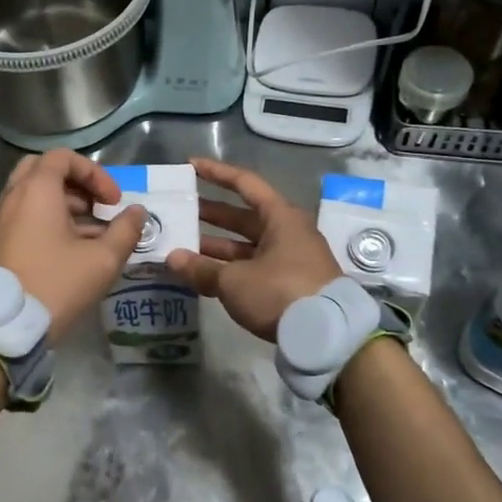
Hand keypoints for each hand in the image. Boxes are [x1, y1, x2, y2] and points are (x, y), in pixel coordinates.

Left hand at [0, 150, 145, 343]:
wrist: (3, 325)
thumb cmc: (55, 284)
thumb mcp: (101, 260)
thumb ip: (125, 231)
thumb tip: (137, 212)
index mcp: (36, 190)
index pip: (63, 157)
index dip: (95, 173)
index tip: (113, 201)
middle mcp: (13, 196)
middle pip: (44, 170)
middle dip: (76, 184)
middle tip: (96, 206)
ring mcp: (1, 219)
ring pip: (33, 195)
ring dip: (64, 205)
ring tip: (91, 234)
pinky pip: (24, 216)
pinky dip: (48, 221)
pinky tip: (71, 251)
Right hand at [166, 157, 340, 341]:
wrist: (328, 335)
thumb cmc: (280, 292)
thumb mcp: (234, 280)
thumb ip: (202, 268)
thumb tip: (172, 258)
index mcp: (280, 217)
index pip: (244, 183)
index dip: (216, 173)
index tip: (190, 165)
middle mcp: (288, 232)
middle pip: (243, 216)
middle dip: (211, 214)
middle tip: (180, 211)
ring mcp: (291, 259)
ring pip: (247, 245)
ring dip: (216, 246)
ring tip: (183, 247)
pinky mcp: (290, 284)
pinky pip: (253, 267)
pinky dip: (230, 268)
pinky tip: (205, 275)